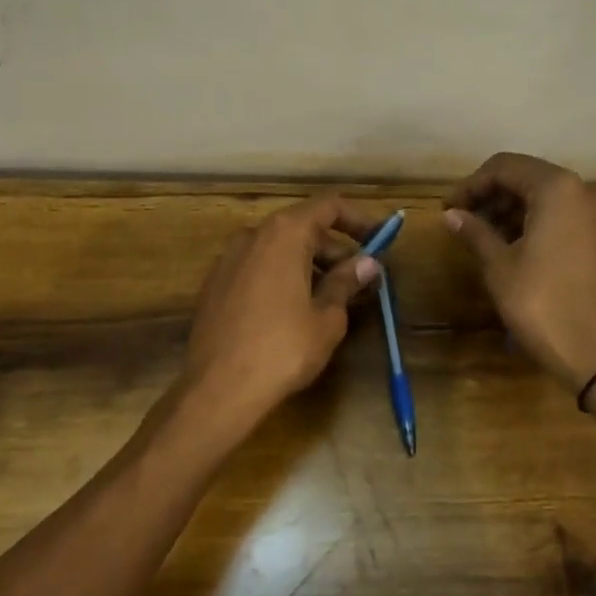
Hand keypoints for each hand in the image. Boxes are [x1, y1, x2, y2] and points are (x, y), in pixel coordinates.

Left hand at [182, 195, 380, 429]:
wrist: (217, 388)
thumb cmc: (283, 349)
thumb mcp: (327, 317)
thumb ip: (346, 282)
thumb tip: (367, 263)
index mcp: (284, 234)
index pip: (328, 207)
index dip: (359, 219)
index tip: (380, 240)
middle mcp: (253, 235)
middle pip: (303, 228)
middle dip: (336, 249)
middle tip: (361, 278)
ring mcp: (228, 259)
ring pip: (279, 249)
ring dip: (310, 264)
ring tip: (333, 297)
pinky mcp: (215, 284)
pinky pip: (258, 267)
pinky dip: (283, 276)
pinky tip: (295, 309)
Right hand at [443, 153, 595, 391]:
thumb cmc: (542, 304)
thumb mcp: (499, 266)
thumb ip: (475, 232)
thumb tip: (451, 214)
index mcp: (557, 188)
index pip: (503, 167)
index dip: (470, 185)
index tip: (447, 209)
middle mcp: (582, 191)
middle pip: (525, 178)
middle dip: (489, 196)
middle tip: (460, 222)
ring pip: (543, 198)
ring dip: (509, 210)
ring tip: (479, 237)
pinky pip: (560, 217)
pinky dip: (531, 223)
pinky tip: (509, 247)